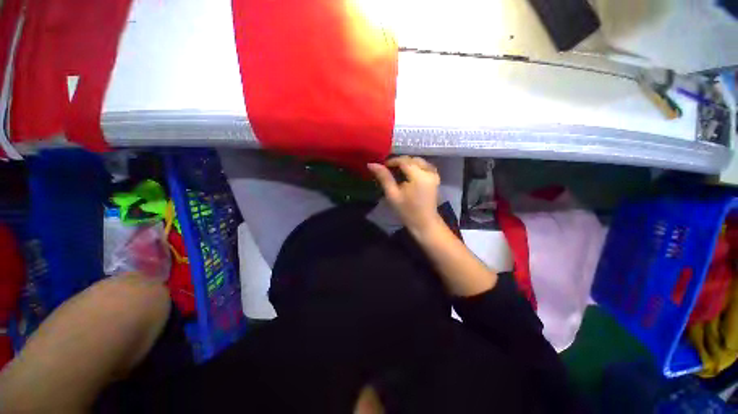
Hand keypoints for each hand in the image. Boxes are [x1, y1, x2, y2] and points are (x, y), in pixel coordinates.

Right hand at [368, 156, 443, 235]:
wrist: (424, 223)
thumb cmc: (407, 211)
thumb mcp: (392, 195)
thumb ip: (384, 177)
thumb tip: (371, 164)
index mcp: (419, 175)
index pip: (403, 160)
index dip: (392, 161)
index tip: (382, 167)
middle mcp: (429, 171)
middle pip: (412, 159)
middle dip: (399, 162)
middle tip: (388, 170)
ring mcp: (434, 174)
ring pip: (418, 161)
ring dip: (407, 163)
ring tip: (397, 172)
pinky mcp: (435, 177)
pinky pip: (424, 165)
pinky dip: (415, 166)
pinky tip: (408, 174)